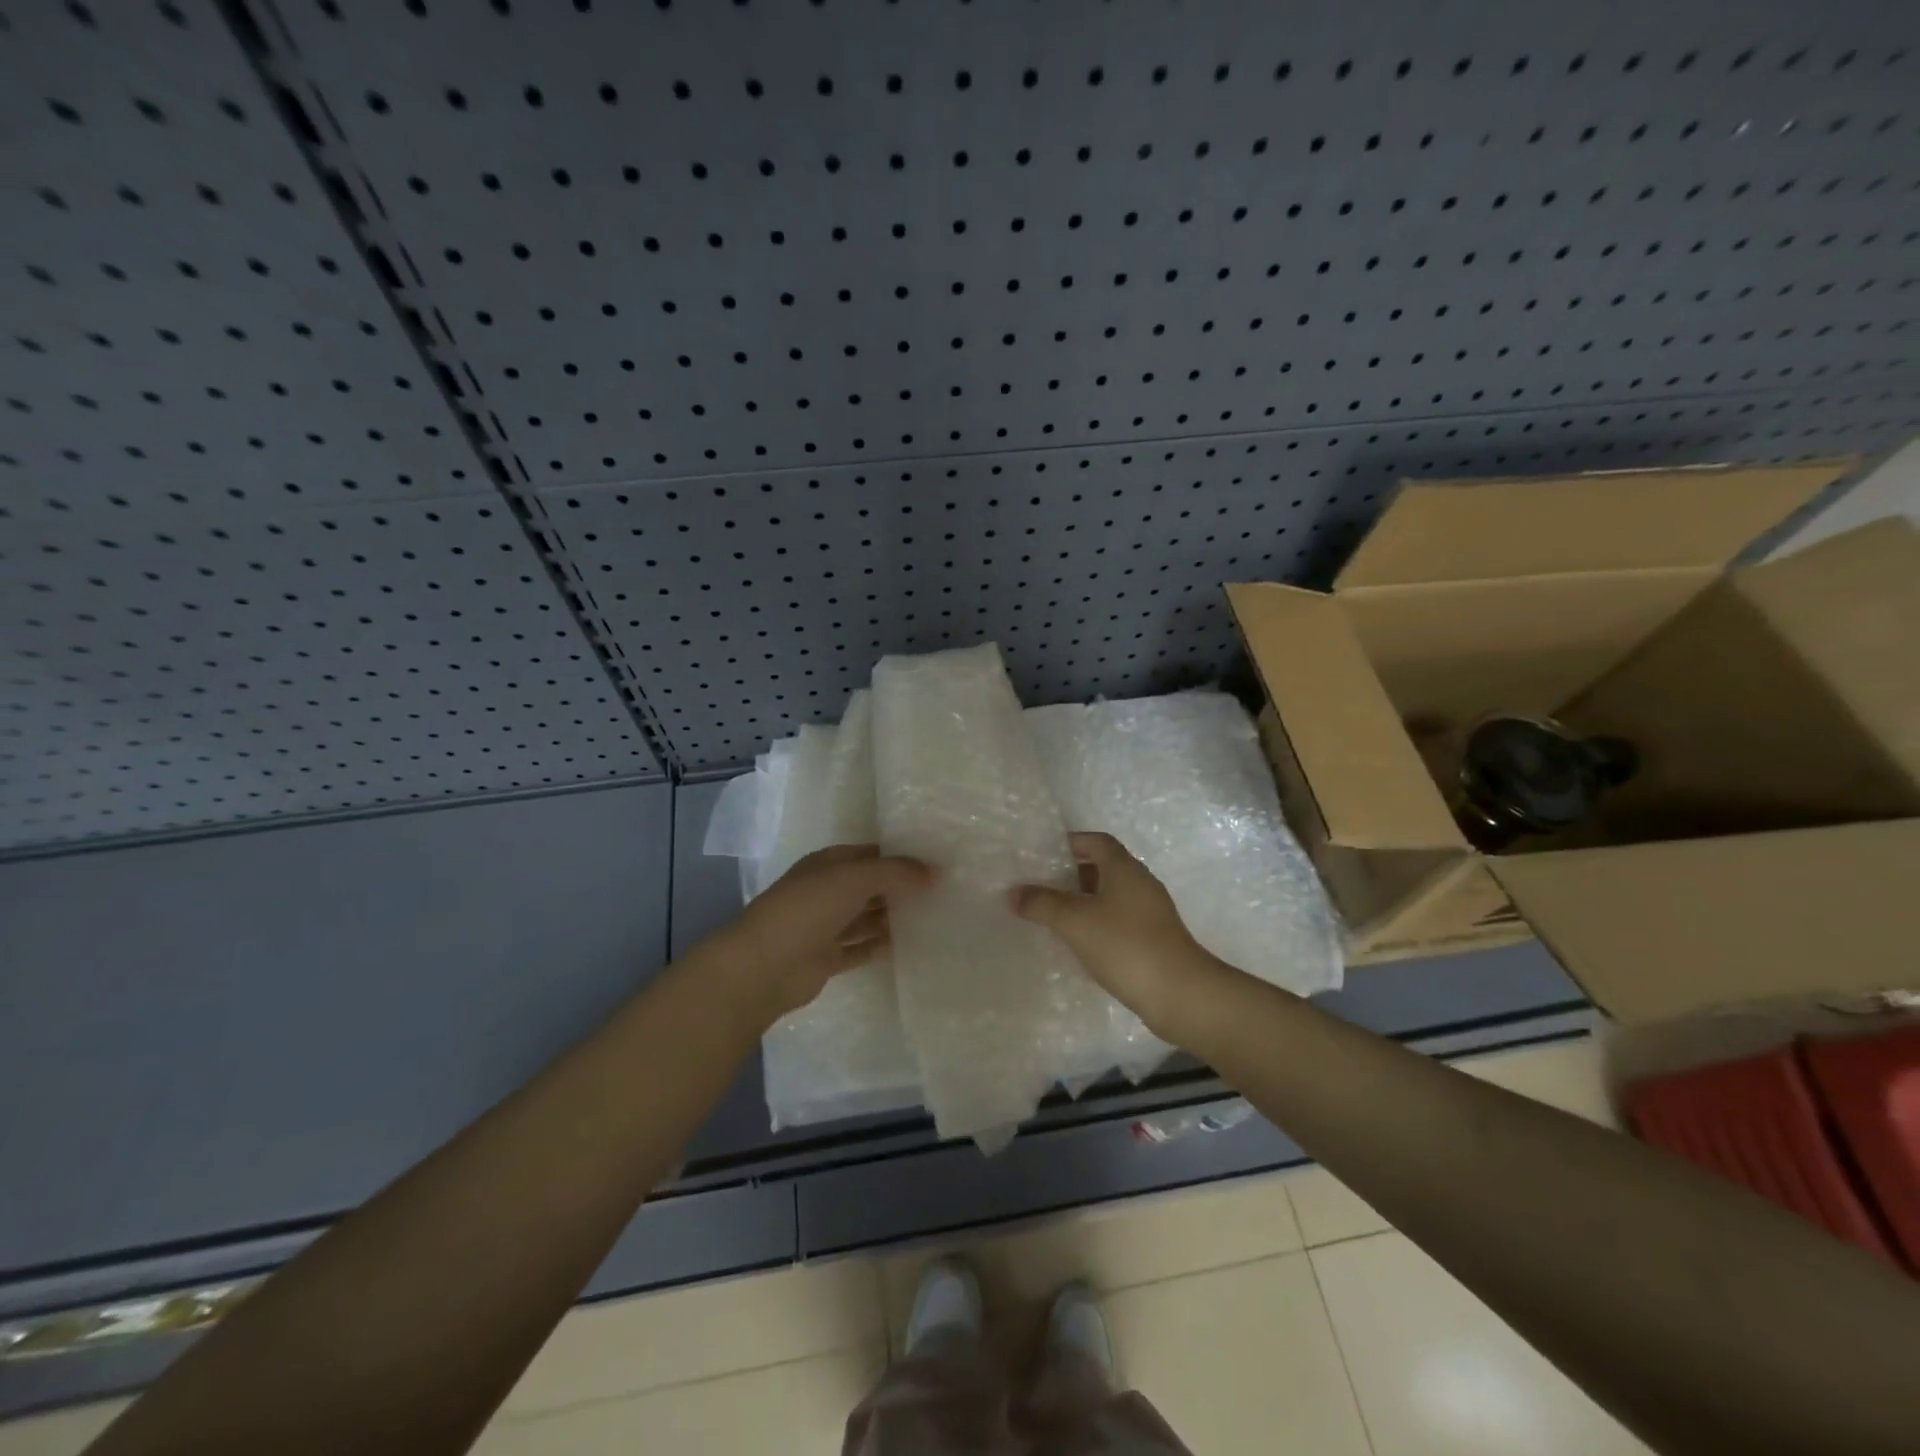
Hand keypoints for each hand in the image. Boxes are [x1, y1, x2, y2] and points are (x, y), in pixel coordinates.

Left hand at [702, 844, 934, 1022]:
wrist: (764, 966)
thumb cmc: (808, 909)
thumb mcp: (855, 878)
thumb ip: (895, 873)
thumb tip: (933, 872)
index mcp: (827, 864)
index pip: (870, 854)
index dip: (900, 856)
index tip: (935, 863)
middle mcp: (826, 891)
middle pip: (869, 886)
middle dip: (900, 887)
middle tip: (942, 891)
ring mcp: (825, 926)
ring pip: (866, 917)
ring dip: (893, 917)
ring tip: (932, 917)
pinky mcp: (827, 958)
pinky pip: (861, 948)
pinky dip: (881, 946)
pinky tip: (910, 946)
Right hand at [1010, 832, 1215, 1037]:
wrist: (1179, 994)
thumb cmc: (1125, 945)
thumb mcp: (1075, 921)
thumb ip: (1042, 903)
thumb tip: (1013, 892)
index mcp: (1125, 868)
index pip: (1097, 841)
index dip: (1071, 843)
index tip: (1042, 855)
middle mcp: (1140, 883)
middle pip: (1102, 868)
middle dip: (1071, 875)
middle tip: (1039, 886)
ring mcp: (1150, 913)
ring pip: (1110, 897)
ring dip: (1083, 902)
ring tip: (1052, 916)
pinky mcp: (1154, 940)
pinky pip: (1118, 921)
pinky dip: (1097, 925)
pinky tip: (1078, 943)